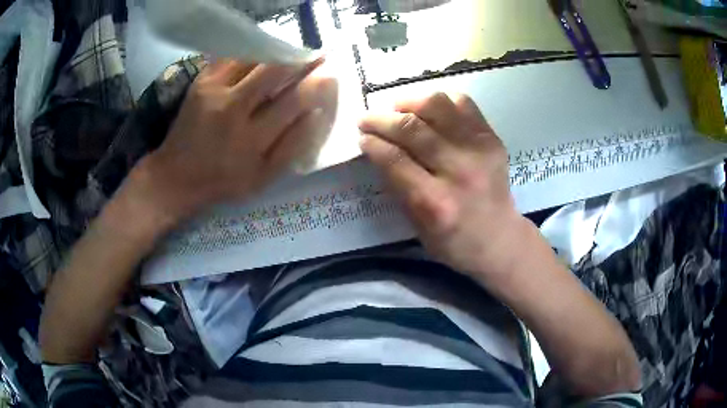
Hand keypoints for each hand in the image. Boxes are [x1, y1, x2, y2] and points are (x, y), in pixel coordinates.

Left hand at [137, 58, 337, 223]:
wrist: (176, 175)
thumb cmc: (223, 181)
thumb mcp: (263, 177)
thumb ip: (292, 146)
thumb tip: (317, 113)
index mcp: (250, 138)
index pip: (293, 101)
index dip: (316, 84)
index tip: (331, 74)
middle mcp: (232, 108)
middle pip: (273, 69)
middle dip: (301, 58)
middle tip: (317, 54)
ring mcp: (213, 89)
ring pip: (253, 56)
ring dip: (278, 51)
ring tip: (292, 53)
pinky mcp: (201, 80)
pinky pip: (232, 55)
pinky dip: (252, 51)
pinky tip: (262, 55)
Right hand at [359, 93, 530, 282]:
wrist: (500, 239)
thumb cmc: (454, 242)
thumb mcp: (417, 226)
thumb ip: (397, 186)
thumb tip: (378, 149)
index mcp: (435, 202)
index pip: (394, 159)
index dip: (372, 143)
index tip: (362, 137)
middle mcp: (459, 170)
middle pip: (412, 129)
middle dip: (381, 119)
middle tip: (367, 119)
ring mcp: (479, 149)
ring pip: (437, 106)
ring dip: (410, 103)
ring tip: (398, 109)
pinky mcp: (492, 138)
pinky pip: (463, 103)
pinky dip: (441, 101)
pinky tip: (430, 110)